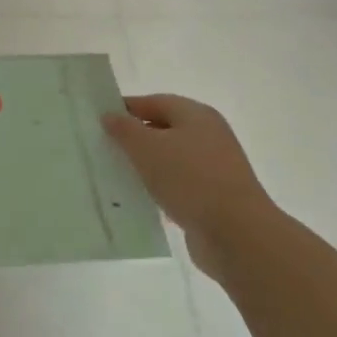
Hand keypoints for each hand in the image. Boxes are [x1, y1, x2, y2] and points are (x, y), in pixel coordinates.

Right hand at [103, 94, 269, 273]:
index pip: (154, 102)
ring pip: (171, 159)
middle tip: (104, 148)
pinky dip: (160, 189)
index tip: (99, 121)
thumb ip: (124, 129)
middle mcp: (209, 136)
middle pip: (164, 129)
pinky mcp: (214, 197)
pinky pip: (179, 185)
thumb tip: (110, 115)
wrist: (238, 235)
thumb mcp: (147, 148)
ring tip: (116, 175)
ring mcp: (214, 168)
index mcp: (196, 115)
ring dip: (146, 166)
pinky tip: (141, 200)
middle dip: (134, 138)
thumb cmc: (190, 179)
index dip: (126, 108)